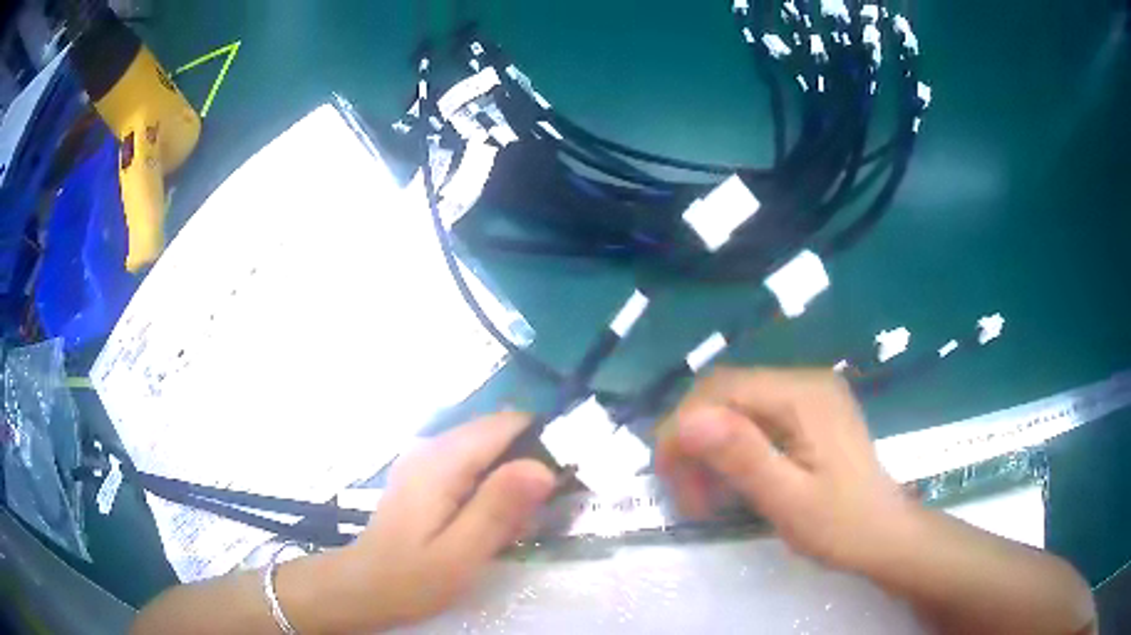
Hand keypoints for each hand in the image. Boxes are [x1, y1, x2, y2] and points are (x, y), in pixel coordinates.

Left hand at [322, 412, 554, 630]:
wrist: (363, 587)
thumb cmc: (411, 578)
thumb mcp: (461, 553)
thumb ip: (499, 508)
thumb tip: (543, 467)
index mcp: (442, 461)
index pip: (507, 424)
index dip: (544, 441)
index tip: (569, 477)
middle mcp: (432, 447)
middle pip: (498, 432)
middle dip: (532, 460)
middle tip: (546, 509)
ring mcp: (425, 459)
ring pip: (487, 448)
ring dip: (514, 475)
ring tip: (522, 520)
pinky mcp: (425, 474)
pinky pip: (472, 464)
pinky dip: (493, 484)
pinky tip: (492, 520)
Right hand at [655, 367, 914, 572]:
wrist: (885, 535)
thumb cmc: (841, 526)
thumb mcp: (789, 499)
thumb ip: (742, 456)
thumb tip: (686, 419)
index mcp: (804, 395)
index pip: (722, 388)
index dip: (683, 425)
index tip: (666, 476)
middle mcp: (805, 382)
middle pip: (726, 392)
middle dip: (693, 439)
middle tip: (685, 494)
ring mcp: (809, 396)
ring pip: (736, 406)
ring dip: (710, 447)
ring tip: (704, 497)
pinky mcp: (808, 414)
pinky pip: (755, 419)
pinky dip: (732, 450)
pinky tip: (731, 482)